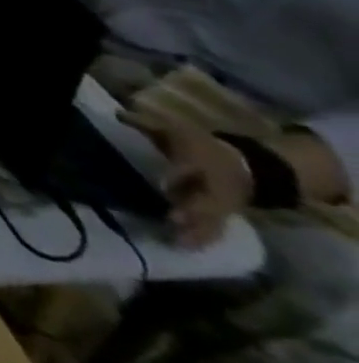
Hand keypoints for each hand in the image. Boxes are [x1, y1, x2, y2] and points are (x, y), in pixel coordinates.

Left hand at [120, 108, 252, 246]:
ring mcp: (221, 205)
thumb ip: (144, 123)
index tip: (163, 185)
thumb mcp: (174, 129)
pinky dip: (202, 240)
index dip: (177, 176)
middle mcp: (213, 186)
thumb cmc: (199, 145)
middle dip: (191, 211)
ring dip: (196, 232)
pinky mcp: (223, 218)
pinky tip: (185, 249)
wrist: (244, 166)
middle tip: (173, 219)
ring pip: (211, 221)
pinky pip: (215, 231)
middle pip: (205, 201)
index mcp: (200, 161)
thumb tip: (118, 113)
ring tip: (177, 242)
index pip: (189, 168)